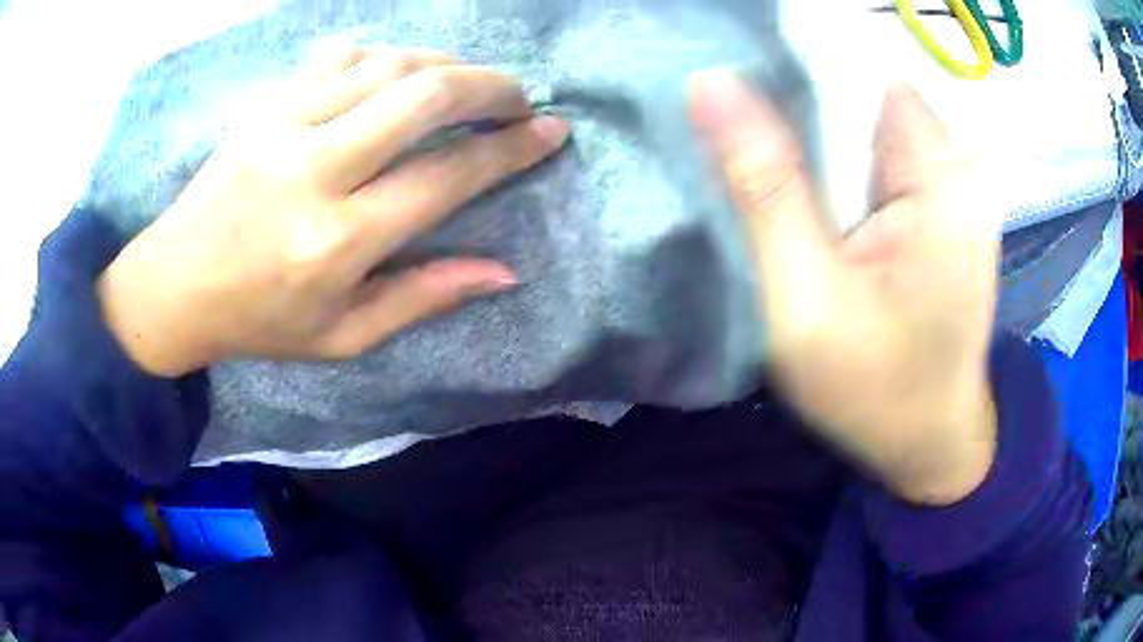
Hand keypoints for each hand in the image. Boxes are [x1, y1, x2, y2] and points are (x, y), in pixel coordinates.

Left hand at [98, 46, 570, 377]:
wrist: (175, 284)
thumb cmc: (260, 320)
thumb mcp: (344, 336)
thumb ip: (424, 298)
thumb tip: (505, 271)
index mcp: (337, 242)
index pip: (446, 177)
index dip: (510, 150)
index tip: (551, 131)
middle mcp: (314, 170)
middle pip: (424, 97)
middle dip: (490, 88)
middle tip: (518, 98)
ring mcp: (284, 125)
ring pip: (389, 64)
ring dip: (446, 65)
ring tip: (470, 83)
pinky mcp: (266, 104)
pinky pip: (343, 55)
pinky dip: (389, 56)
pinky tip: (403, 72)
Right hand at [690, 71, 1001, 505]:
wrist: (930, 440)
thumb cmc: (876, 389)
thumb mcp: (806, 300)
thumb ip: (765, 189)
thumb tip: (708, 83)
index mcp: (940, 176)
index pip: (854, 67)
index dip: (790, 67)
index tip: (736, 84)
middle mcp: (957, 162)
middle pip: (861, 88)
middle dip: (801, 102)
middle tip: (744, 137)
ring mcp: (955, 181)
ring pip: (867, 116)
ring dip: (818, 132)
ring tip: (779, 171)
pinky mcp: (944, 201)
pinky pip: (881, 148)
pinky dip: (842, 157)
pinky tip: (816, 192)